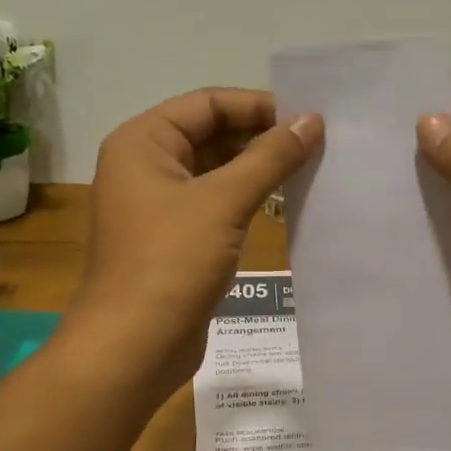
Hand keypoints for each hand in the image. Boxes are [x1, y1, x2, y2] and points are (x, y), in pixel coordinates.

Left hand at [73, 88, 322, 396]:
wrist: (134, 346)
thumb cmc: (171, 262)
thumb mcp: (224, 202)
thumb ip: (270, 157)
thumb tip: (312, 120)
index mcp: (143, 143)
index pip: (207, 104)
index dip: (258, 105)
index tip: (307, 117)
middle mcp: (146, 165)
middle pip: (211, 134)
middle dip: (262, 137)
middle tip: (317, 143)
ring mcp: (159, 204)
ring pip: (216, 171)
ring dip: (259, 169)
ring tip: (310, 169)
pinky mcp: (175, 238)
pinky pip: (216, 203)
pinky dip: (248, 199)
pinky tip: (286, 203)